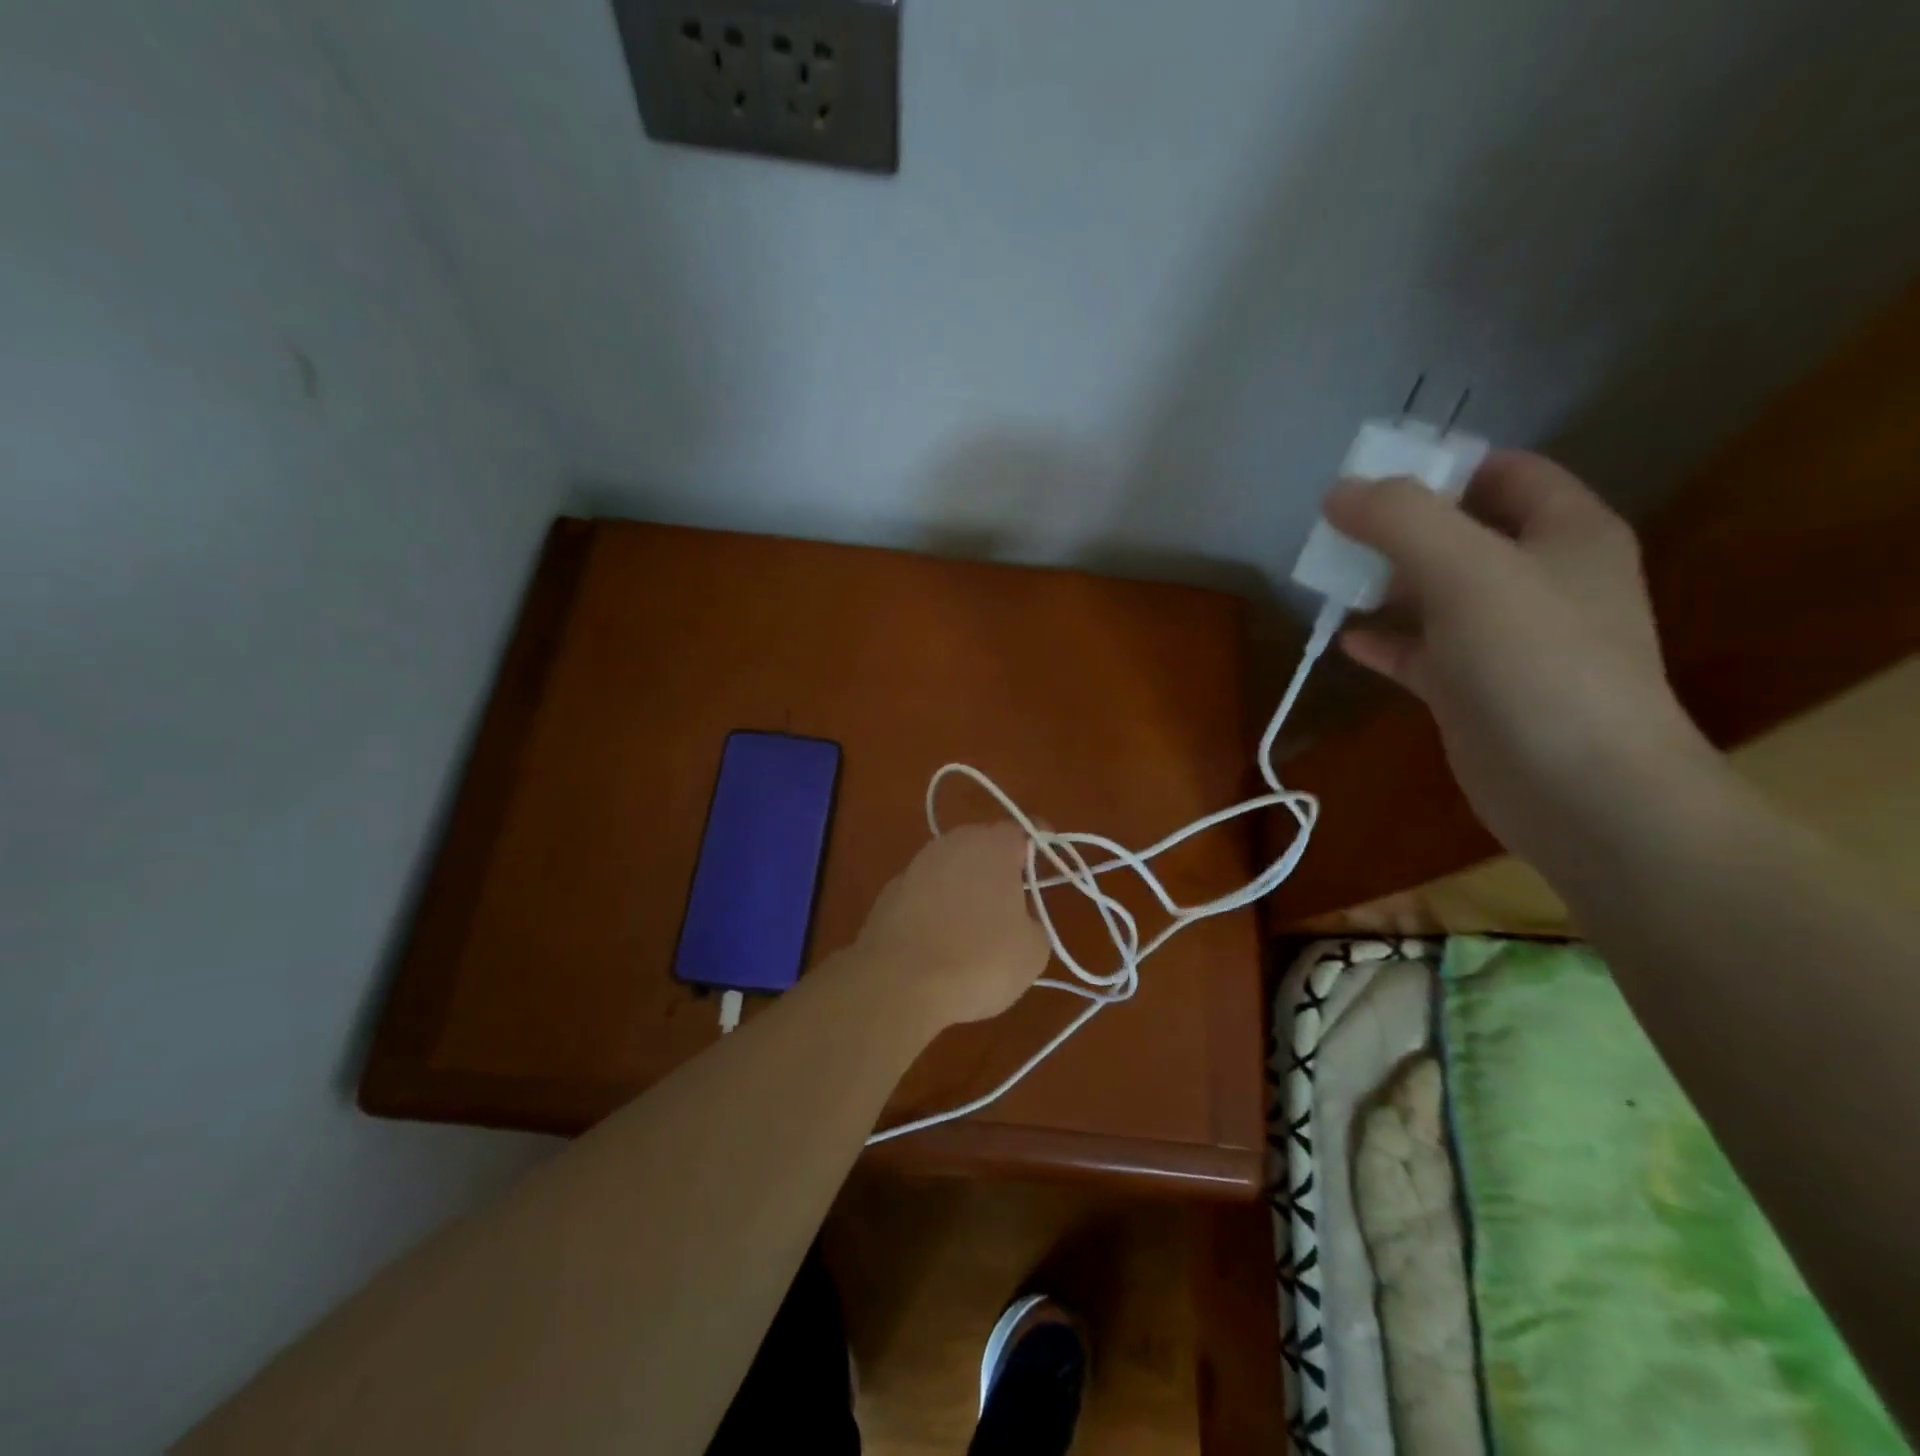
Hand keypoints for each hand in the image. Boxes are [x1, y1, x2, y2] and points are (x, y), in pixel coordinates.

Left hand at [850, 822, 1050, 1030]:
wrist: (900, 985)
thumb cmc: (980, 962)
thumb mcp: (1033, 950)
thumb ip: (1032, 921)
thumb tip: (1017, 919)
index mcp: (993, 846)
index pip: (1025, 830)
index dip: (1040, 846)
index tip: (1049, 868)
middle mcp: (952, 844)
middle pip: (984, 845)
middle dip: (999, 867)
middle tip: (1014, 901)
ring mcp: (915, 866)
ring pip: (951, 867)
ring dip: (965, 886)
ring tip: (975, 924)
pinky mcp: (889, 892)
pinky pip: (925, 892)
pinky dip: (936, 907)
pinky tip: (940, 940)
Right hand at [1324, 451, 1715, 865]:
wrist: (1580, 791)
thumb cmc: (1537, 664)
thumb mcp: (1468, 572)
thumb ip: (1401, 520)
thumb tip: (1339, 491)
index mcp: (1565, 534)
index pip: (1508, 473)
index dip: (1444, 466)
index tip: (1374, 475)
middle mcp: (1541, 580)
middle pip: (1463, 532)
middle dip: (1399, 527)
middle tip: (1334, 529)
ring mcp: (1507, 639)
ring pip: (1436, 593)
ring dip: (1385, 583)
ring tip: (1328, 576)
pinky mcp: (1474, 689)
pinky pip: (1421, 651)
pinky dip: (1385, 641)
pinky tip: (1345, 640)